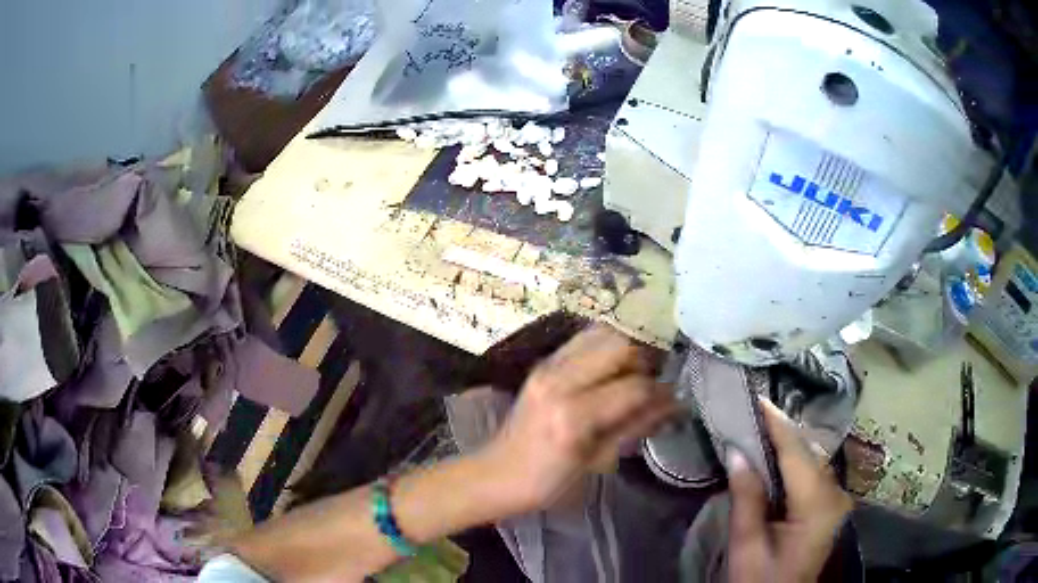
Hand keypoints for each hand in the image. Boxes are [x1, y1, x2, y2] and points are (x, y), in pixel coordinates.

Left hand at [480, 324, 677, 512]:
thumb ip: (636, 426)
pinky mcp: (543, 362)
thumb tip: (674, 404)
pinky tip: (611, 369)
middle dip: (646, 362)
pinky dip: (605, 346)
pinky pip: (584, 338)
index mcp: (574, 416)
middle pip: (621, 345)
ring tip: (633, 375)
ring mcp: (548, 366)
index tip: (673, 401)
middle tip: (652, 385)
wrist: (497, 474)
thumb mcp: (598, 462)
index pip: (635, 386)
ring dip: (626, 349)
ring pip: (603, 333)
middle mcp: (560, 380)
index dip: (661, 392)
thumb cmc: (549, 483)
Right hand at [727, 398, 853, 582]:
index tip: (760, 399)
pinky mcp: (831, 507)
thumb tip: (737, 452)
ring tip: (764, 425)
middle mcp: (836, 496)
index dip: (778, 425)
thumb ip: (747, 498)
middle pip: (811, 453)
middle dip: (784, 431)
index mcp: (818, 507)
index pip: (798, 455)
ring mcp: (837, 501)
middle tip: (756, 411)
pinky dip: (796, 460)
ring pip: (815, 460)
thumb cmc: (760, 580)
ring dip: (790, 444)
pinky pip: (815, 472)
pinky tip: (779, 453)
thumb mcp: (747, 546)